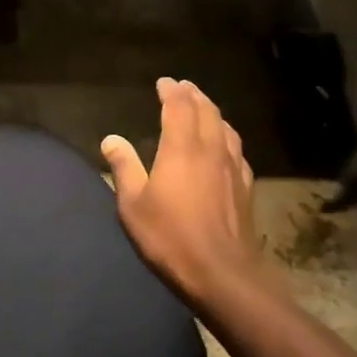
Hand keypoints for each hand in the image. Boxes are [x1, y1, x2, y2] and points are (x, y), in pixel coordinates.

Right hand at [101, 77, 261, 302]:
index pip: (179, 107)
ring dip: (213, 112)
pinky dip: (227, 137)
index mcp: (182, 148)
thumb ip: (123, 167)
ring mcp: (233, 168)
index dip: (171, 91)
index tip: (164, 82)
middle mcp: (211, 150)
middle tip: (183, 87)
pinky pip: (237, 150)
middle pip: (207, 111)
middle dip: (194, 95)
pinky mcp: (246, 188)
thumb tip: (111, 139)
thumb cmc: (171, 237)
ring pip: (226, 128)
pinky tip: (225, 146)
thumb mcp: (133, 205)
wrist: (223, 274)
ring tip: (203, 107)